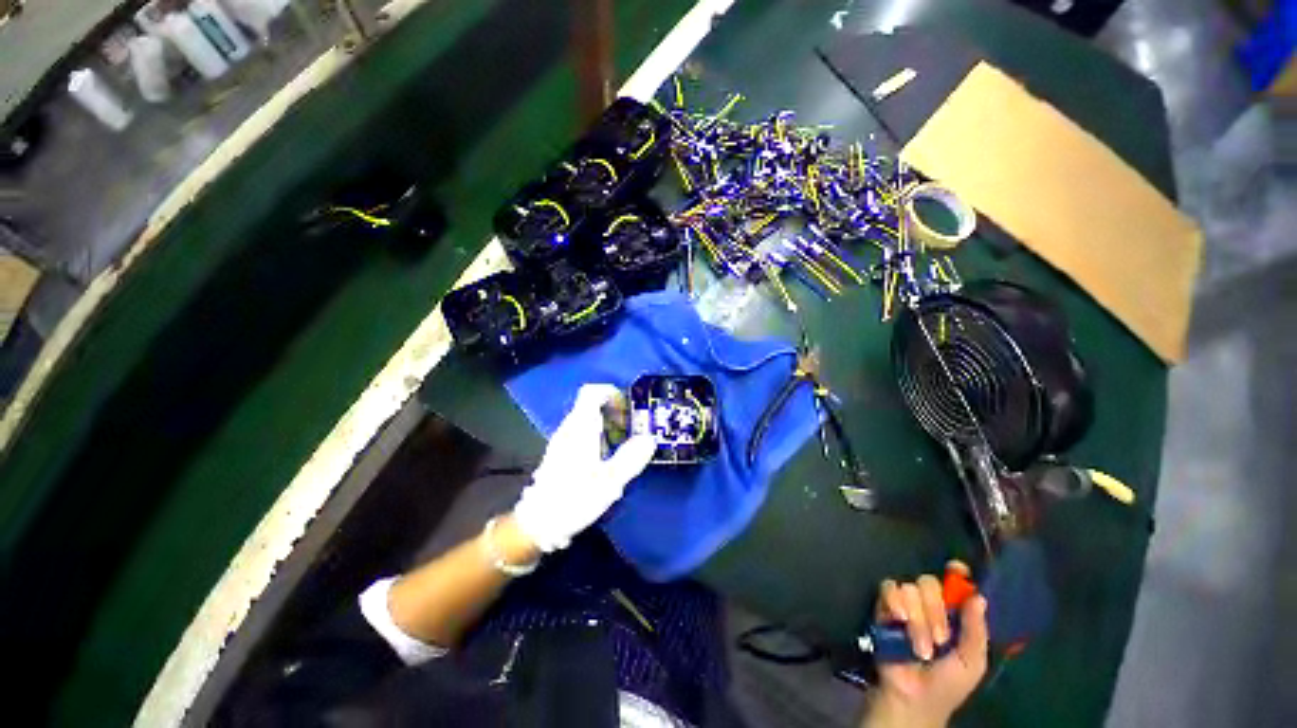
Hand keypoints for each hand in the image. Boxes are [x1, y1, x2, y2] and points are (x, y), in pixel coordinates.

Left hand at [513, 384, 656, 551]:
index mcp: (581, 427)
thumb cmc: (575, 497)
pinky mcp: (559, 452)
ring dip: (607, 425)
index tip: (628, 410)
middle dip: (614, 412)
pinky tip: (605, 458)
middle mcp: (569, 428)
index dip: (613, 394)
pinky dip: (598, 436)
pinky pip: (582, 432)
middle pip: (591, 404)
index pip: (592, 392)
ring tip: (621, 445)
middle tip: (630, 430)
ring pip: (587, 419)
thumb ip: (631, 457)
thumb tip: (649, 439)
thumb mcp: (610, 480)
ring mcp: (562, 439)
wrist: (538, 522)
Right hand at [863, 562, 988, 727]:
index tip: (956, 569)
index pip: (954, 583)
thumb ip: (976, 630)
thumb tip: (978, 596)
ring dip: (918, 619)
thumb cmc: (947, 683)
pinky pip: (888, 589)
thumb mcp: (971, 662)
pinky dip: (895, 603)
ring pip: (910, 588)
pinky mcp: (883, 606)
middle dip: (936, 611)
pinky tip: (899, 622)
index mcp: (953, 613)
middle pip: (930, 583)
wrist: (913, 697)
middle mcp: (929, 603)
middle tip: (940, 640)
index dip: (956, 573)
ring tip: (919, 647)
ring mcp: (905, 603)